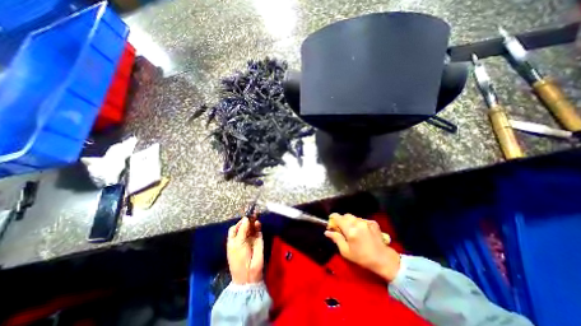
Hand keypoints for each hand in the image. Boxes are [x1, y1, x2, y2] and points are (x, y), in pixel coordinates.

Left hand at [226, 218, 264, 282]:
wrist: (249, 272)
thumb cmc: (239, 258)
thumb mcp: (238, 244)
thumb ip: (242, 230)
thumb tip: (245, 218)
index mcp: (234, 240)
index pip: (235, 228)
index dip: (239, 223)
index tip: (243, 218)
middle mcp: (242, 237)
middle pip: (244, 226)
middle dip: (247, 220)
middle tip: (251, 213)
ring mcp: (251, 238)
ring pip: (252, 227)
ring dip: (253, 221)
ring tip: (255, 215)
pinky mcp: (259, 239)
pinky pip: (258, 230)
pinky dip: (258, 226)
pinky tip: (257, 223)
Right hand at [324, 212, 401, 281]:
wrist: (384, 260)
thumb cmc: (362, 258)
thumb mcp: (346, 252)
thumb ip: (336, 239)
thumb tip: (327, 232)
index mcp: (350, 230)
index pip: (338, 217)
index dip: (333, 218)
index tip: (331, 222)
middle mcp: (358, 223)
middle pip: (345, 215)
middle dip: (342, 220)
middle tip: (342, 229)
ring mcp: (366, 222)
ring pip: (353, 217)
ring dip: (350, 221)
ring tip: (352, 231)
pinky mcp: (372, 222)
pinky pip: (361, 219)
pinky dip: (358, 223)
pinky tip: (361, 232)